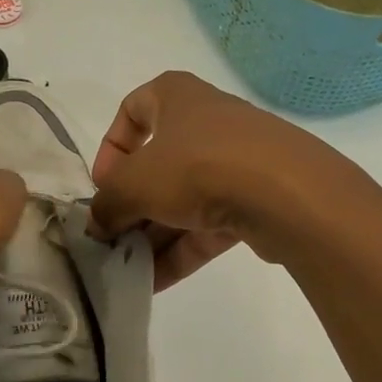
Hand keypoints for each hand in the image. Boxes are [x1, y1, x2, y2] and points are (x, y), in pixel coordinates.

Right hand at [88, 71, 337, 289]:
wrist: (285, 193)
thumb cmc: (196, 166)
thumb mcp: (134, 183)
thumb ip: (107, 204)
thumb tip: (96, 226)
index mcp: (176, 96)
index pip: (132, 109)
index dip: (111, 149)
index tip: (104, 185)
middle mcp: (206, 122)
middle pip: (157, 165)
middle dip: (131, 206)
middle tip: (111, 240)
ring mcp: (235, 162)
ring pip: (182, 199)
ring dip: (153, 236)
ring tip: (126, 271)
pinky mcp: (255, 200)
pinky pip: (206, 225)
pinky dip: (180, 251)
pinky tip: (153, 284)